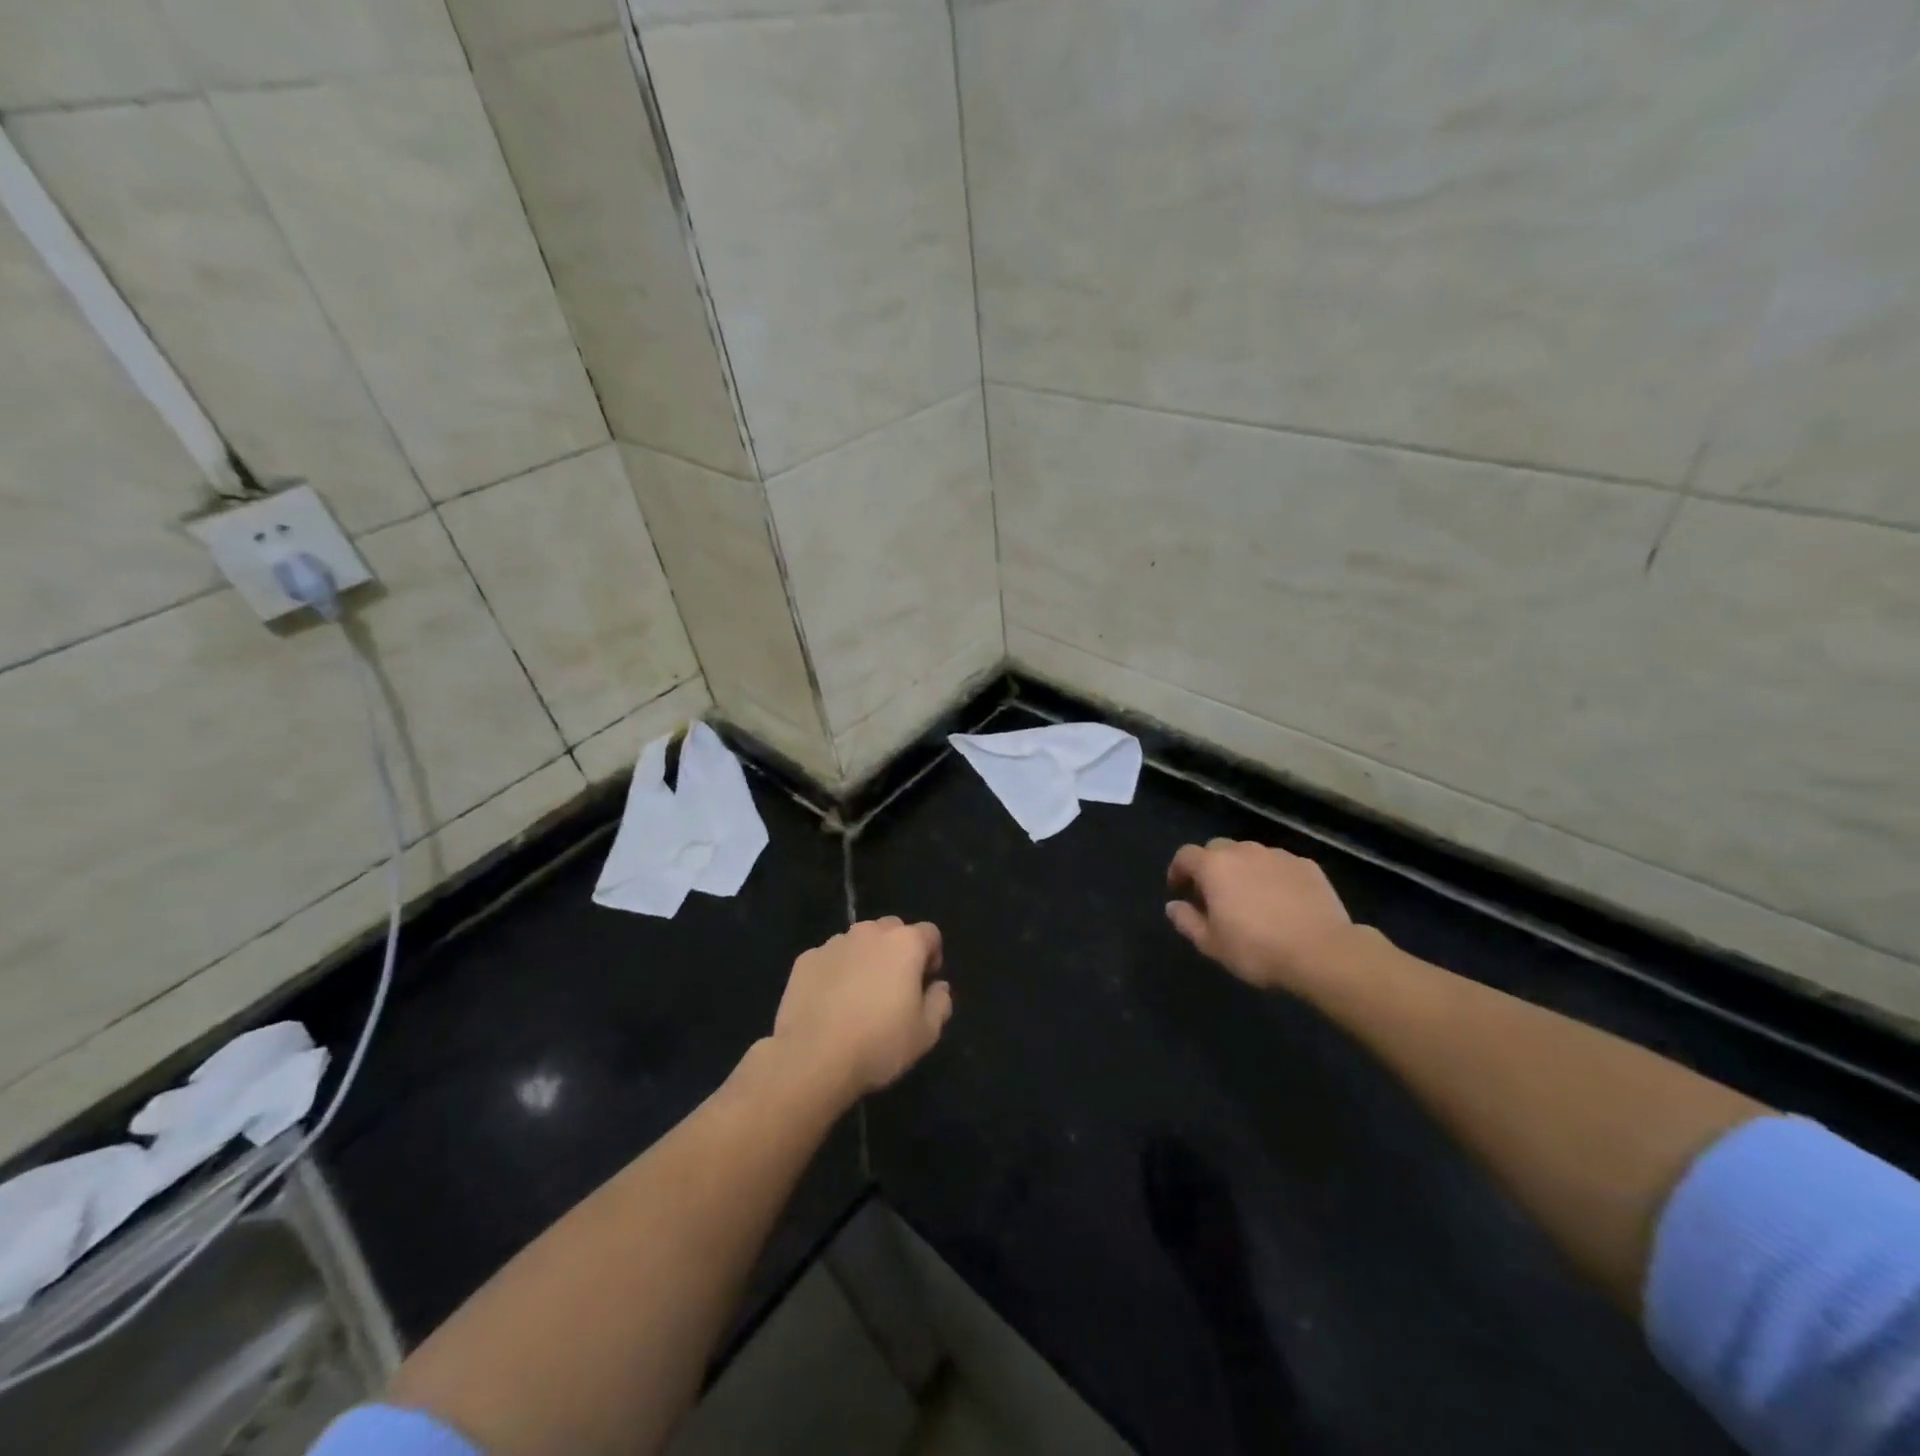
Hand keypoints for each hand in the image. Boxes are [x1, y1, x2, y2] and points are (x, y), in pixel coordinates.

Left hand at [772, 917, 952, 1099]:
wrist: (812, 1058)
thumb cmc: (878, 1044)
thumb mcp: (926, 1034)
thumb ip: (940, 1003)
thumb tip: (939, 988)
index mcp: (904, 944)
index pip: (929, 933)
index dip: (932, 956)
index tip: (925, 983)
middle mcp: (869, 933)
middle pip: (892, 929)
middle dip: (898, 950)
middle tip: (894, 987)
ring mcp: (834, 943)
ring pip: (858, 942)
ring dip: (865, 959)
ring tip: (858, 996)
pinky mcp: (805, 960)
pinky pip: (829, 958)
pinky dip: (835, 972)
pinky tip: (830, 1003)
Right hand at [1166, 839, 1354, 993]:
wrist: (1323, 952)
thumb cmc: (1257, 949)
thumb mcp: (1212, 944)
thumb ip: (1187, 921)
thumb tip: (1173, 906)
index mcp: (1214, 866)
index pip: (1185, 855)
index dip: (1177, 870)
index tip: (1179, 889)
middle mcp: (1244, 851)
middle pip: (1218, 849)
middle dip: (1211, 867)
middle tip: (1214, 895)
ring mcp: (1278, 855)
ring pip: (1251, 855)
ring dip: (1243, 870)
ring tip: (1250, 898)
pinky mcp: (1307, 865)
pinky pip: (1280, 865)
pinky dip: (1273, 877)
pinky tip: (1282, 902)